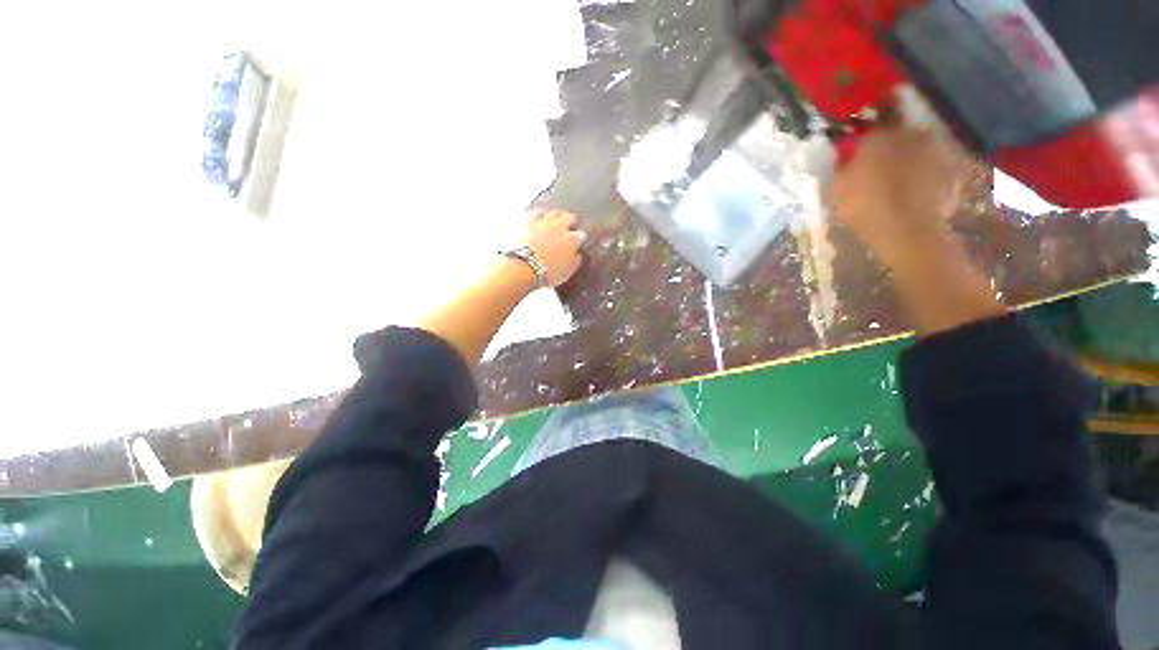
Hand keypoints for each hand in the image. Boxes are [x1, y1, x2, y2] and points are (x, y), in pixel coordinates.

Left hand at [523, 209, 586, 287]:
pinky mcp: (528, 218)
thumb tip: (578, 255)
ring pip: (554, 212)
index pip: (581, 235)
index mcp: (572, 241)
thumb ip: (574, 262)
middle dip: (570, 221)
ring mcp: (544, 221)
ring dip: (556, 215)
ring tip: (554, 220)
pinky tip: (538, 216)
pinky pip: (537, 211)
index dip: (579, 239)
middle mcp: (560, 227)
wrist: (522, 267)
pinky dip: (539, 213)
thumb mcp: (566, 273)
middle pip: (569, 217)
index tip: (577, 242)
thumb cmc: (545, 274)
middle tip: (568, 226)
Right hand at [833, 126, 965, 266]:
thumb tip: (845, 154)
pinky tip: (918, 193)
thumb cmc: (865, 207)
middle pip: (899, 136)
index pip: (870, 127)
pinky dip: (927, 176)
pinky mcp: (952, 170)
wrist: (907, 230)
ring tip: (902, 181)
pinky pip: (935, 168)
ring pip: (919, 150)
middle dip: (892, 147)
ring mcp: (936, 151)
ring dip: (911, 160)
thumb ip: (843, 166)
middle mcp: (910, 135)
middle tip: (882, 165)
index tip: (860, 150)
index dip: (865, 139)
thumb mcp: (839, 188)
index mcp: (879, 138)